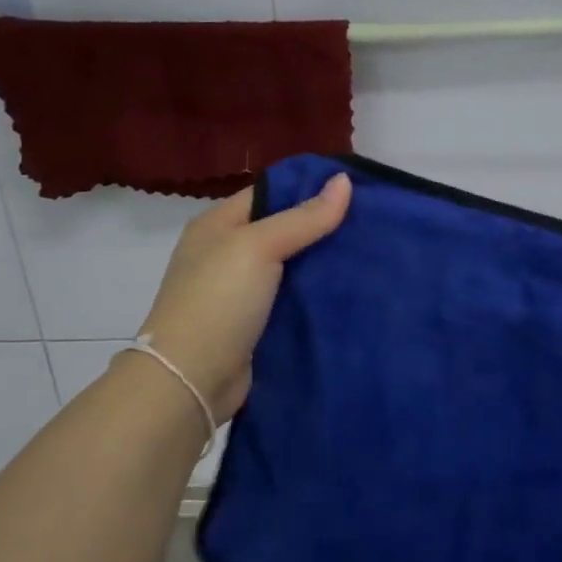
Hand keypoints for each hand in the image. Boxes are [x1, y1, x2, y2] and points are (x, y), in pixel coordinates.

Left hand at [135, 173, 351, 419]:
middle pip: (284, 230)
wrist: (191, 381)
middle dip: (323, 227)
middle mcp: (227, 254)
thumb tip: (344, 179)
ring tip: (371, 252)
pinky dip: (318, 295)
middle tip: (370, 222)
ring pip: (293, 267)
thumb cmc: (218, 301)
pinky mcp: (257, 325)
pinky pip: (294, 299)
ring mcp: (241, 292)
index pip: (270, 193)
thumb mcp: (259, 247)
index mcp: (217, 226)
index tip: (355, 189)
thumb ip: (304, 217)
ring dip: (325, 263)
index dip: (309, 188)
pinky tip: (352, 290)